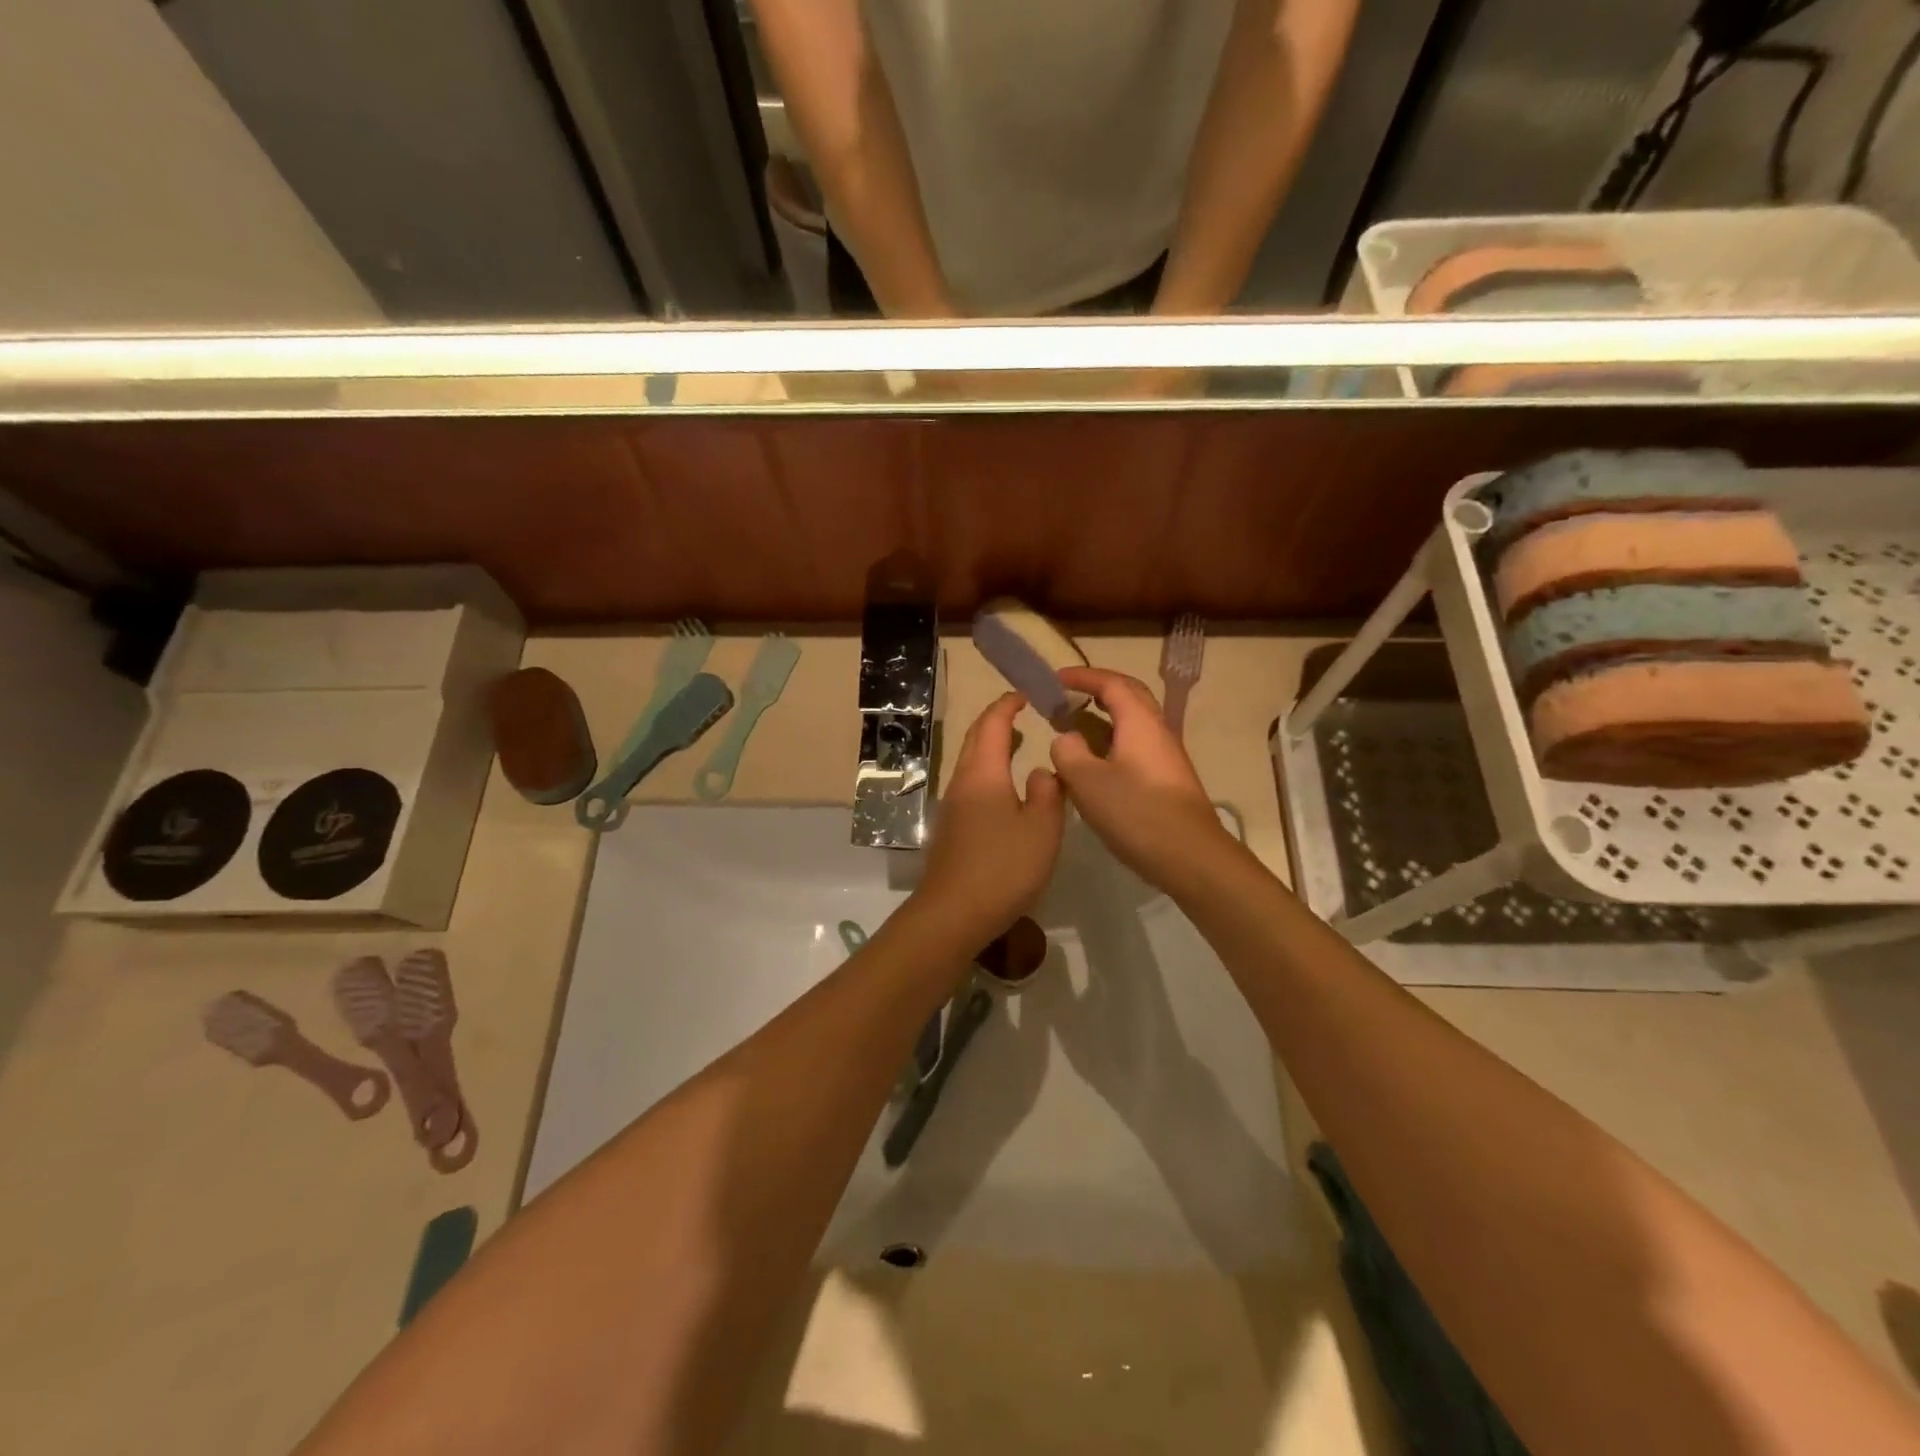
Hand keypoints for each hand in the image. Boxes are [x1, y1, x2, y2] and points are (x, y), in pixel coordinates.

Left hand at [918, 693, 1065, 938]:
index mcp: (983, 773)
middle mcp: (962, 782)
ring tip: (1017, 744)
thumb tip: (1041, 771)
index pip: (992, 724)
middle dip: (996, 721)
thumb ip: (1048, 793)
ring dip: (991, 747)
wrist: (953, 913)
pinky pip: (971, 784)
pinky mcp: (951, 829)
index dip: (1008, 705)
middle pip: (975, 739)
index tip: (1026, 694)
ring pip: (971, 763)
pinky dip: (988, 771)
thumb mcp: (1042, 828)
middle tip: (1022, 713)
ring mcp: (952, 806)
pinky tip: (1006, 789)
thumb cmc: (1003, 867)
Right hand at [1050, 668, 1235, 893]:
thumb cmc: (1136, 812)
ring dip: (1104, 718)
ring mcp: (1166, 756)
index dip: (1082, 676)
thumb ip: (1068, 752)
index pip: (1111, 683)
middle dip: (1098, 689)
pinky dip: (1110, 742)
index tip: (1054, 678)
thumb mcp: (1087, 780)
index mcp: (1139, 722)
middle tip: (1067, 696)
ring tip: (1074, 728)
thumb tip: (1067, 738)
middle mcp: (1157, 731)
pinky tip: (1094, 765)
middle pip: (1129, 696)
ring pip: (1133, 723)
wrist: (1190, 856)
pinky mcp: (1166, 780)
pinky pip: (1135, 746)